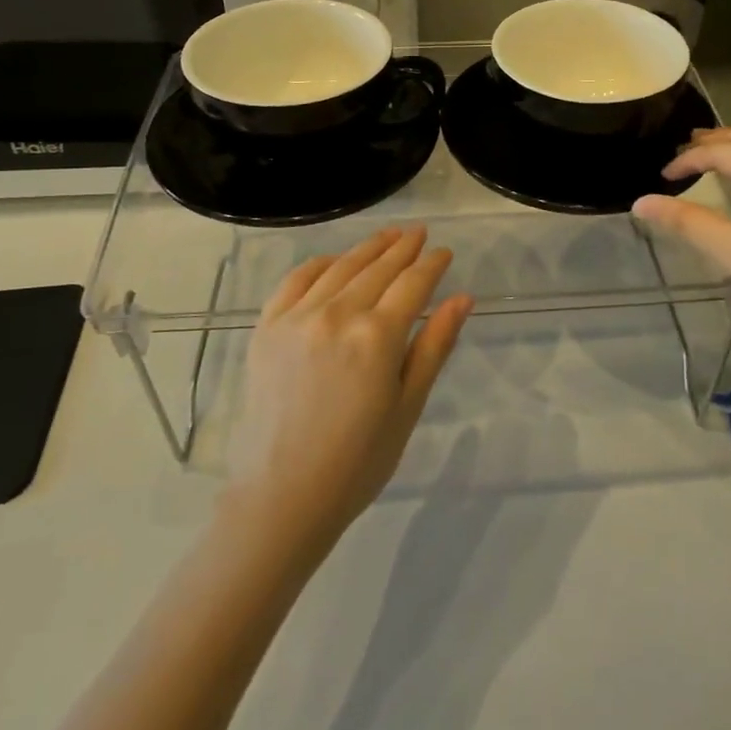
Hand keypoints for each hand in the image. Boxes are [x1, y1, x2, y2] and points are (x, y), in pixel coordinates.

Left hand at [226, 227, 472, 544]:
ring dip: (367, 248)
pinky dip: (319, 264)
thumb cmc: (358, 461)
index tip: (444, 252)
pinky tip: (334, 260)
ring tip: (388, 236)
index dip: (432, 265)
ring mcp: (297, 317)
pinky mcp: (267, 327)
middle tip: (419, 233)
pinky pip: (295, 281)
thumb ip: (434, 346)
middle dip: (403, 248)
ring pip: (340, 268)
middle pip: (378, 268)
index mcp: (377, 336)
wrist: (282, 496)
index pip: (413, 284)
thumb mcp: (408, 405)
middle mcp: (337, 314)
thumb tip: (463, 298)